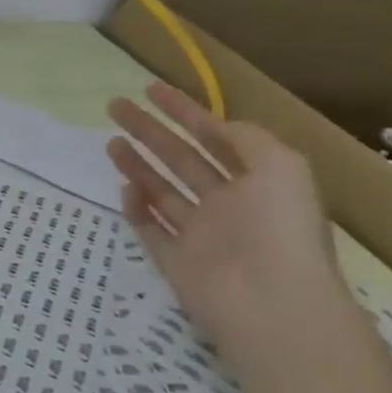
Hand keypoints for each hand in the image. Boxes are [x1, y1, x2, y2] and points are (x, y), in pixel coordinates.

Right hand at [105, 83, 351, 373]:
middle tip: (114, 106)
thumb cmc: (277, 227)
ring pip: (161, 191)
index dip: (184, 111)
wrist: (268, 303)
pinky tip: (124, 188)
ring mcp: (200, 235)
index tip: (150, 89)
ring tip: (110, 141)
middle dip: (149, 131)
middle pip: (180, 159)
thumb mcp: (281, 166)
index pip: (215, 138)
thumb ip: (247, 138)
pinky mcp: (175, 261)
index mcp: (257, 184)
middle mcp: (228, 207)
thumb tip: (217, 126)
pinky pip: (150, 228)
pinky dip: (136, 208)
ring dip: (137, 164)